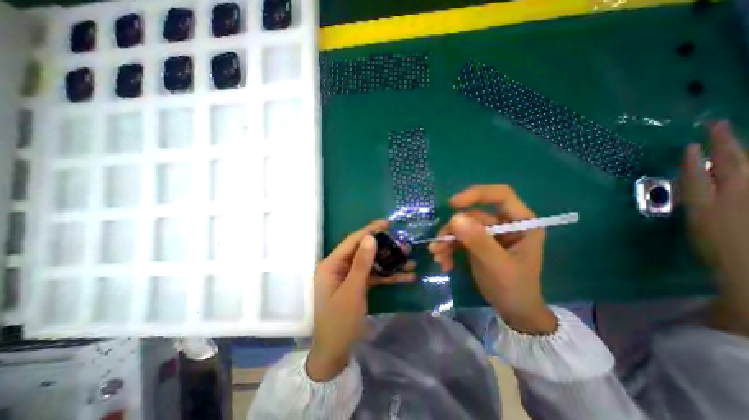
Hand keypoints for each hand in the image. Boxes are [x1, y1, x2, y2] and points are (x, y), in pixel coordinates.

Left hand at [307, 221, 418, 382]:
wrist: (335, 352)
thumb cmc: (339, 321)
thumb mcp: (352, 290)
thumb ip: (361, 263)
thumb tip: (370, 237)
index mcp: (331, 264)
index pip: (352, 241)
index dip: (369, 231)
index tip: (387, 223)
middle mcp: (339, 267)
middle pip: (364, 251)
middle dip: (385, 248)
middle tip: (403, 244)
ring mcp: (350, 277)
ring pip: (372, 264)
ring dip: (390, 262)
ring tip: (410, 259)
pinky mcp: (358, 286)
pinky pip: (374, 277)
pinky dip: (389, 276)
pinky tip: (407, 276)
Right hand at [428, 185, 554, 333]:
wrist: (513, 311)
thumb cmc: (515, 288)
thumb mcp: (497, 265)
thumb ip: (479, 241)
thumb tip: (455, 217)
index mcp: (522, 223)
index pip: (501, 195)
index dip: (476, 194)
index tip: (453, 204)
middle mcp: (505, 223)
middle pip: (473, 215)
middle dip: (453, 230)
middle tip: (437, 246)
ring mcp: (490, 233)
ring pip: (462, 226)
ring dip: (447, 240)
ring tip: (437, 255)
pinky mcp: (478, 242)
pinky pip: (459, 238)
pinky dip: (449, 249)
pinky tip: (444, 263)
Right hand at [681, 122, 748, 334]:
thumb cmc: (722, 253)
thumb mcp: (699, 229)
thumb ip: (695, 205)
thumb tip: (687, 186)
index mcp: (712, 204)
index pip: (699, 176)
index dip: (691, 160)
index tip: (689, 145)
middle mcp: (738, 195)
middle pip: (731, 164)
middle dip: (723, 145)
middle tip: (717, 125)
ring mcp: (748, 198)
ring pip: (748, 169)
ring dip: (741, 153)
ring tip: (736, 140)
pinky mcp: (742, 202)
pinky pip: (747, 179)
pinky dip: (745, 171)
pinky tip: (744, 165)